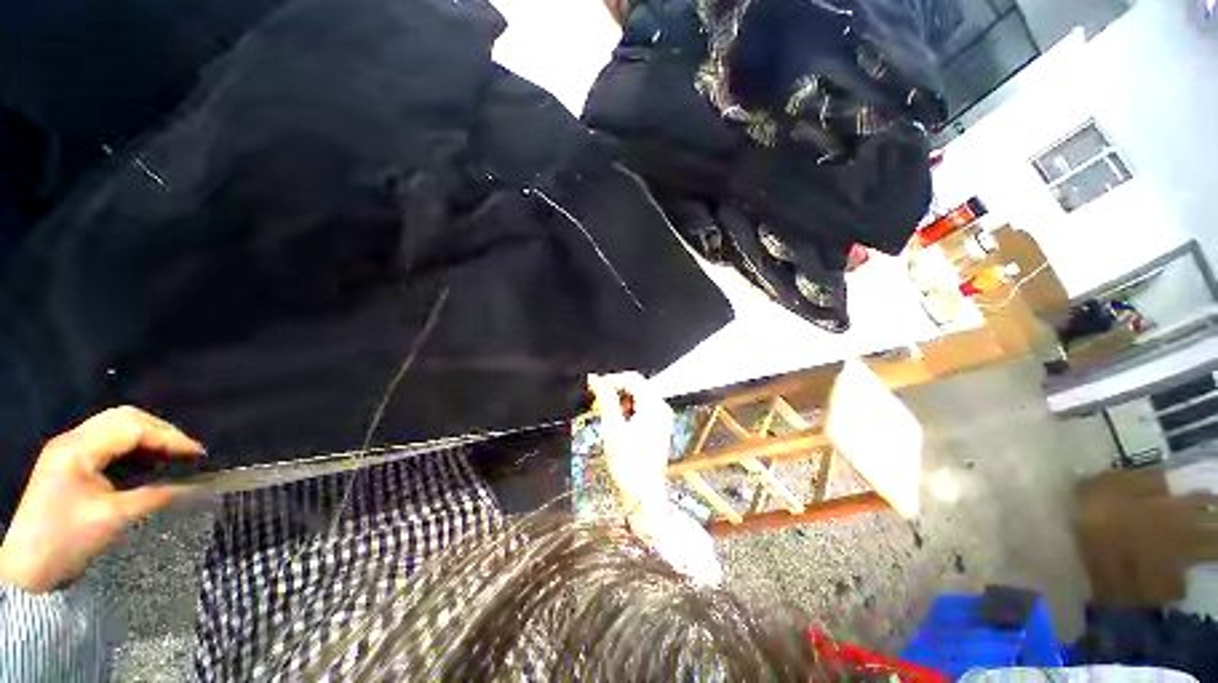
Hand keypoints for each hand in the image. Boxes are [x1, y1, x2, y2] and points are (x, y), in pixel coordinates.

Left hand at [0, 407, 202, 592]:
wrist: (28, 567)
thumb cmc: (67, 540)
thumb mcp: (113, 519)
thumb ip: (154, 496)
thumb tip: (192, 485)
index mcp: (78, 449)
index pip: (132, 427)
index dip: (169, 437)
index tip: (198, 454)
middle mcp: (72, 439)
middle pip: (124, 418)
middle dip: (161, 431)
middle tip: (187, 451)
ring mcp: (68, 448)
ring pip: (117, 425)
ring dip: (148, 436)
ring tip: (172, 455)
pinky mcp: (70, 461)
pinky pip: (109, 441)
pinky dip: (134, 445)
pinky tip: (147, 461)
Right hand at [587, 372, 672, 514]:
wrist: (643, 492)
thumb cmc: (628, 462)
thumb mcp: (612, 427)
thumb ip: (605, 399)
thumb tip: (595, 380)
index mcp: (654, 405)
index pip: (632, 379)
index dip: (611, 378)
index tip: (594, 384)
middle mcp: (662, 407)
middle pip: (637, 386)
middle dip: (617, 389)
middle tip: (598, 399)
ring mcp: (662, 417)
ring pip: (639, 396)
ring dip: (622, 399)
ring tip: (607, 411)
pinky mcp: (659, 425)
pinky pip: (642, 407)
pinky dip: (629, 408)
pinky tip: (618, 420)